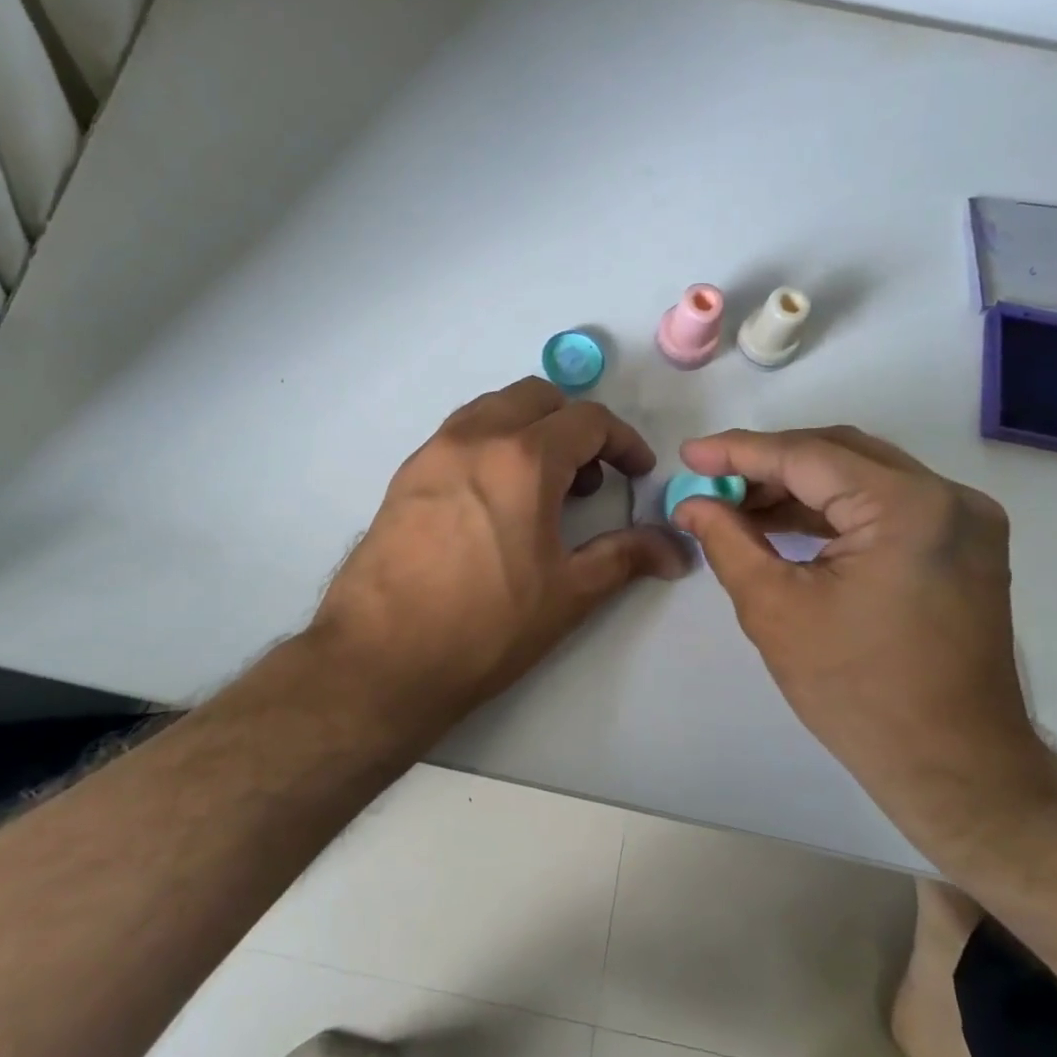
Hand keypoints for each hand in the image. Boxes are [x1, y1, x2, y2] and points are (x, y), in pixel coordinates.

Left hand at [313, 378, 688, 732]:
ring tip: (541, 487)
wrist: (380, 658)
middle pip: (539, 397)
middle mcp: (476, 437)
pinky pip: (460, 434)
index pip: (589, 420)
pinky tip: (495, 500)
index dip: (624, 442)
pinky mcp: (406, 474)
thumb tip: (677, 549)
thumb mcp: (568, 593)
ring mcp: (433, 451)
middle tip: (588, 478)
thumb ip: (626, 556)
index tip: (636, 475)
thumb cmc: (485, 627)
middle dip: (575, 426)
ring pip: (494, 408)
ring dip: (530, 429)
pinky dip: (491, 443)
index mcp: (523, 458)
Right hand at [670, 427, 1056, 845]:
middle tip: (710, 481)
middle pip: (838, 454)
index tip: (688, 454)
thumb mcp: (774, 609)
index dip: (739, 451)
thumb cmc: (857, 692)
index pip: (807, 455)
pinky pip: (884, 505)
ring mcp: (963, 520)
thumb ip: (727, 540)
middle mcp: (948, 498)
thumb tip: (691, 502)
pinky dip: (831, 510)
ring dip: (798, 486)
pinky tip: (783, 524)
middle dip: (767, 464)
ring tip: (736, 505)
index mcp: (908, 508)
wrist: (955, 768)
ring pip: (861, 476)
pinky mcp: (961, 545)